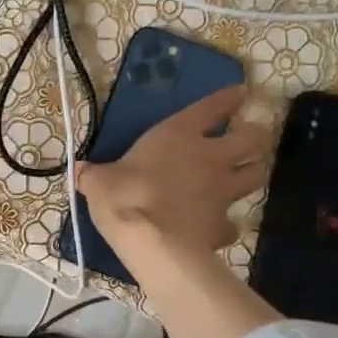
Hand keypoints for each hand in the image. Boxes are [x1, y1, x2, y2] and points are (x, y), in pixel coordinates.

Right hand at [78, 85, 271, 256]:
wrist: (151, 243)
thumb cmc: (125, 197)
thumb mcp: (99, 181)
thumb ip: (95, 174)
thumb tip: (80, 171)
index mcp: (179, 134)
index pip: (214, 107)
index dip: (229, 99)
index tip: (240, 94)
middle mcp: (210, 157)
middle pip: (253, 138)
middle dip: (255, 136)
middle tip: (249, 140)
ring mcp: (222, 192)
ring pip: (258, 175)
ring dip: (254, 172)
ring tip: (246, 176)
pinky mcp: (224, 225)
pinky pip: (234, 222)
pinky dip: (229, 224)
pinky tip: (220, 227)